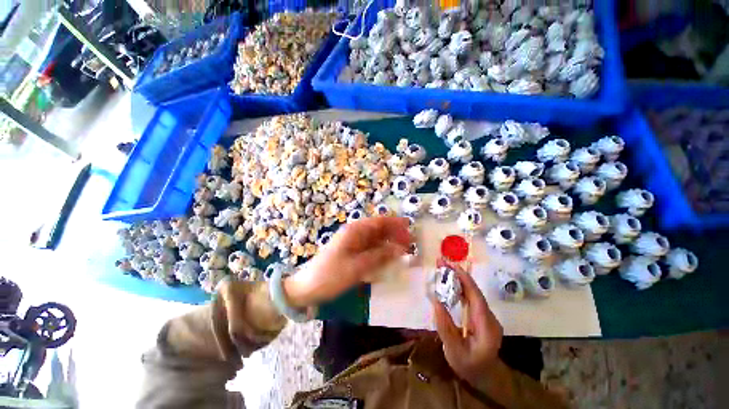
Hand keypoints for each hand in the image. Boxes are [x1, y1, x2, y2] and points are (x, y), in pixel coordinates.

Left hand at [284, 216, 412, 307]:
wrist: (308, 288)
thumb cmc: (331, 275)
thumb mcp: (357, 266)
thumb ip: (380, 256)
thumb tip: (400, 248)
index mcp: (355, 231)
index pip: (379, 222)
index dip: (395, 223)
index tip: (410, 228)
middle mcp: (355, 234)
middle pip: (379, 229)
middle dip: (395, 234)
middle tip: (411, 243)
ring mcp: (354, 244)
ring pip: (376, 240)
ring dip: (390, 243)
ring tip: (404, 250)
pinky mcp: (353, 254)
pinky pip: (371, 249)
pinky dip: (381, 252)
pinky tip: (390, 258)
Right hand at [431, 269, 502, 385]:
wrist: (484, 376)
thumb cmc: (469, 366)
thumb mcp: (453, 350)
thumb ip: (445, 326)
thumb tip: (436, 301)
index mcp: (486, 327)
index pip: (477, 298)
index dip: (465, 280)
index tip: (452, 266)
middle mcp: (489, 317)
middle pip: (474, 291)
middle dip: (459, 275)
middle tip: (441, 262)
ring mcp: (486, 316)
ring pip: (472, 293)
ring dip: (458, 279)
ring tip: (443, 268)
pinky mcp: (481, 315)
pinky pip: (470, 298)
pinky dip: (459, 287)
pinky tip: (449, 282)